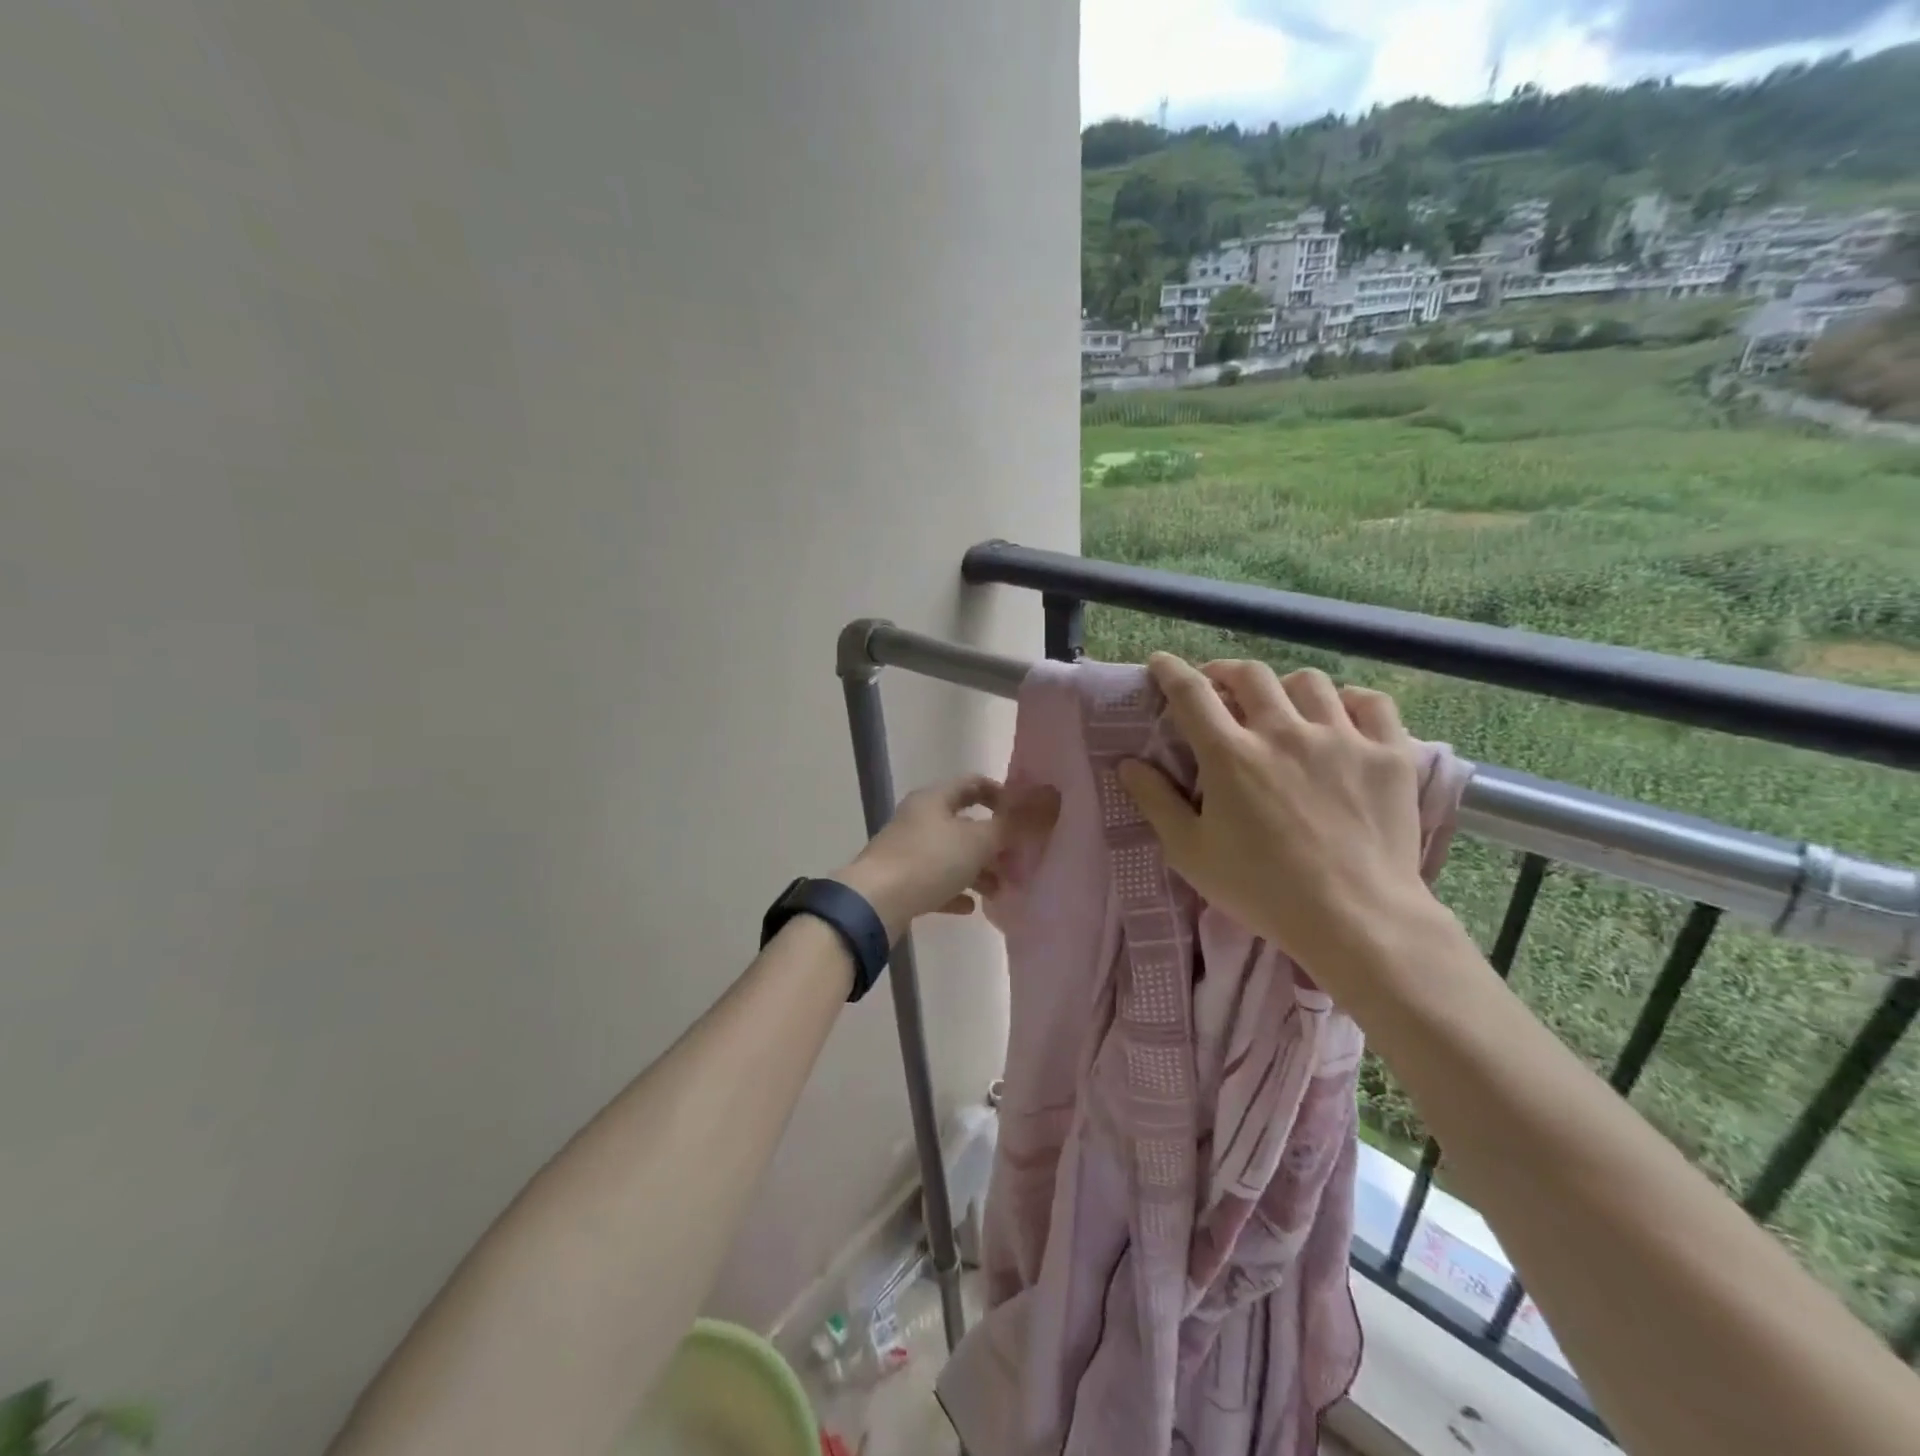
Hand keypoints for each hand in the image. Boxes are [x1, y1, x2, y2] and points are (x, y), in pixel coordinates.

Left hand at [834, 775, 1059, 941]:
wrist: (873, 904)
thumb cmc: (928, 862)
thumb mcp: (978, 841)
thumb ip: (1015, 822)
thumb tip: (1052, 796)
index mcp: (934, 799)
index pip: (973, 784)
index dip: (1002, 795)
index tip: (1025, 817)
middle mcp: (919, 819)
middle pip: (964, 823)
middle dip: (994, 842)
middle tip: (1018, 860)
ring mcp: (907, 850)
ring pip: (952, 855)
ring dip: (978, 870)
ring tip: (1001, 890)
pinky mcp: (900, 881)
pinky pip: (935, 882)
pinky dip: (956, 891)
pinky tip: (971, 908)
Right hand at [1117, 654, 1438, 984]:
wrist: (1356, 919)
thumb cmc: (1263, 890)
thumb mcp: (1191, 853)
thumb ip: (1155, 802)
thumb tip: (1128, 763)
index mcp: (1230, 755)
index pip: (1191, 693)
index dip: (1171, 671)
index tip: (1161, 663)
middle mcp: (1283, 732)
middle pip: (1250, 675)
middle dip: (1225, 671)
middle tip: (1218, 685)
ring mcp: (1341, 738)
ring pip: (1309, 682)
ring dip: (1284, 685)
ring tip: (1280, 703)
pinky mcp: (1387, 754)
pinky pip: (1371, 703)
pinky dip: (1350, 701)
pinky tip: (1340, 715)